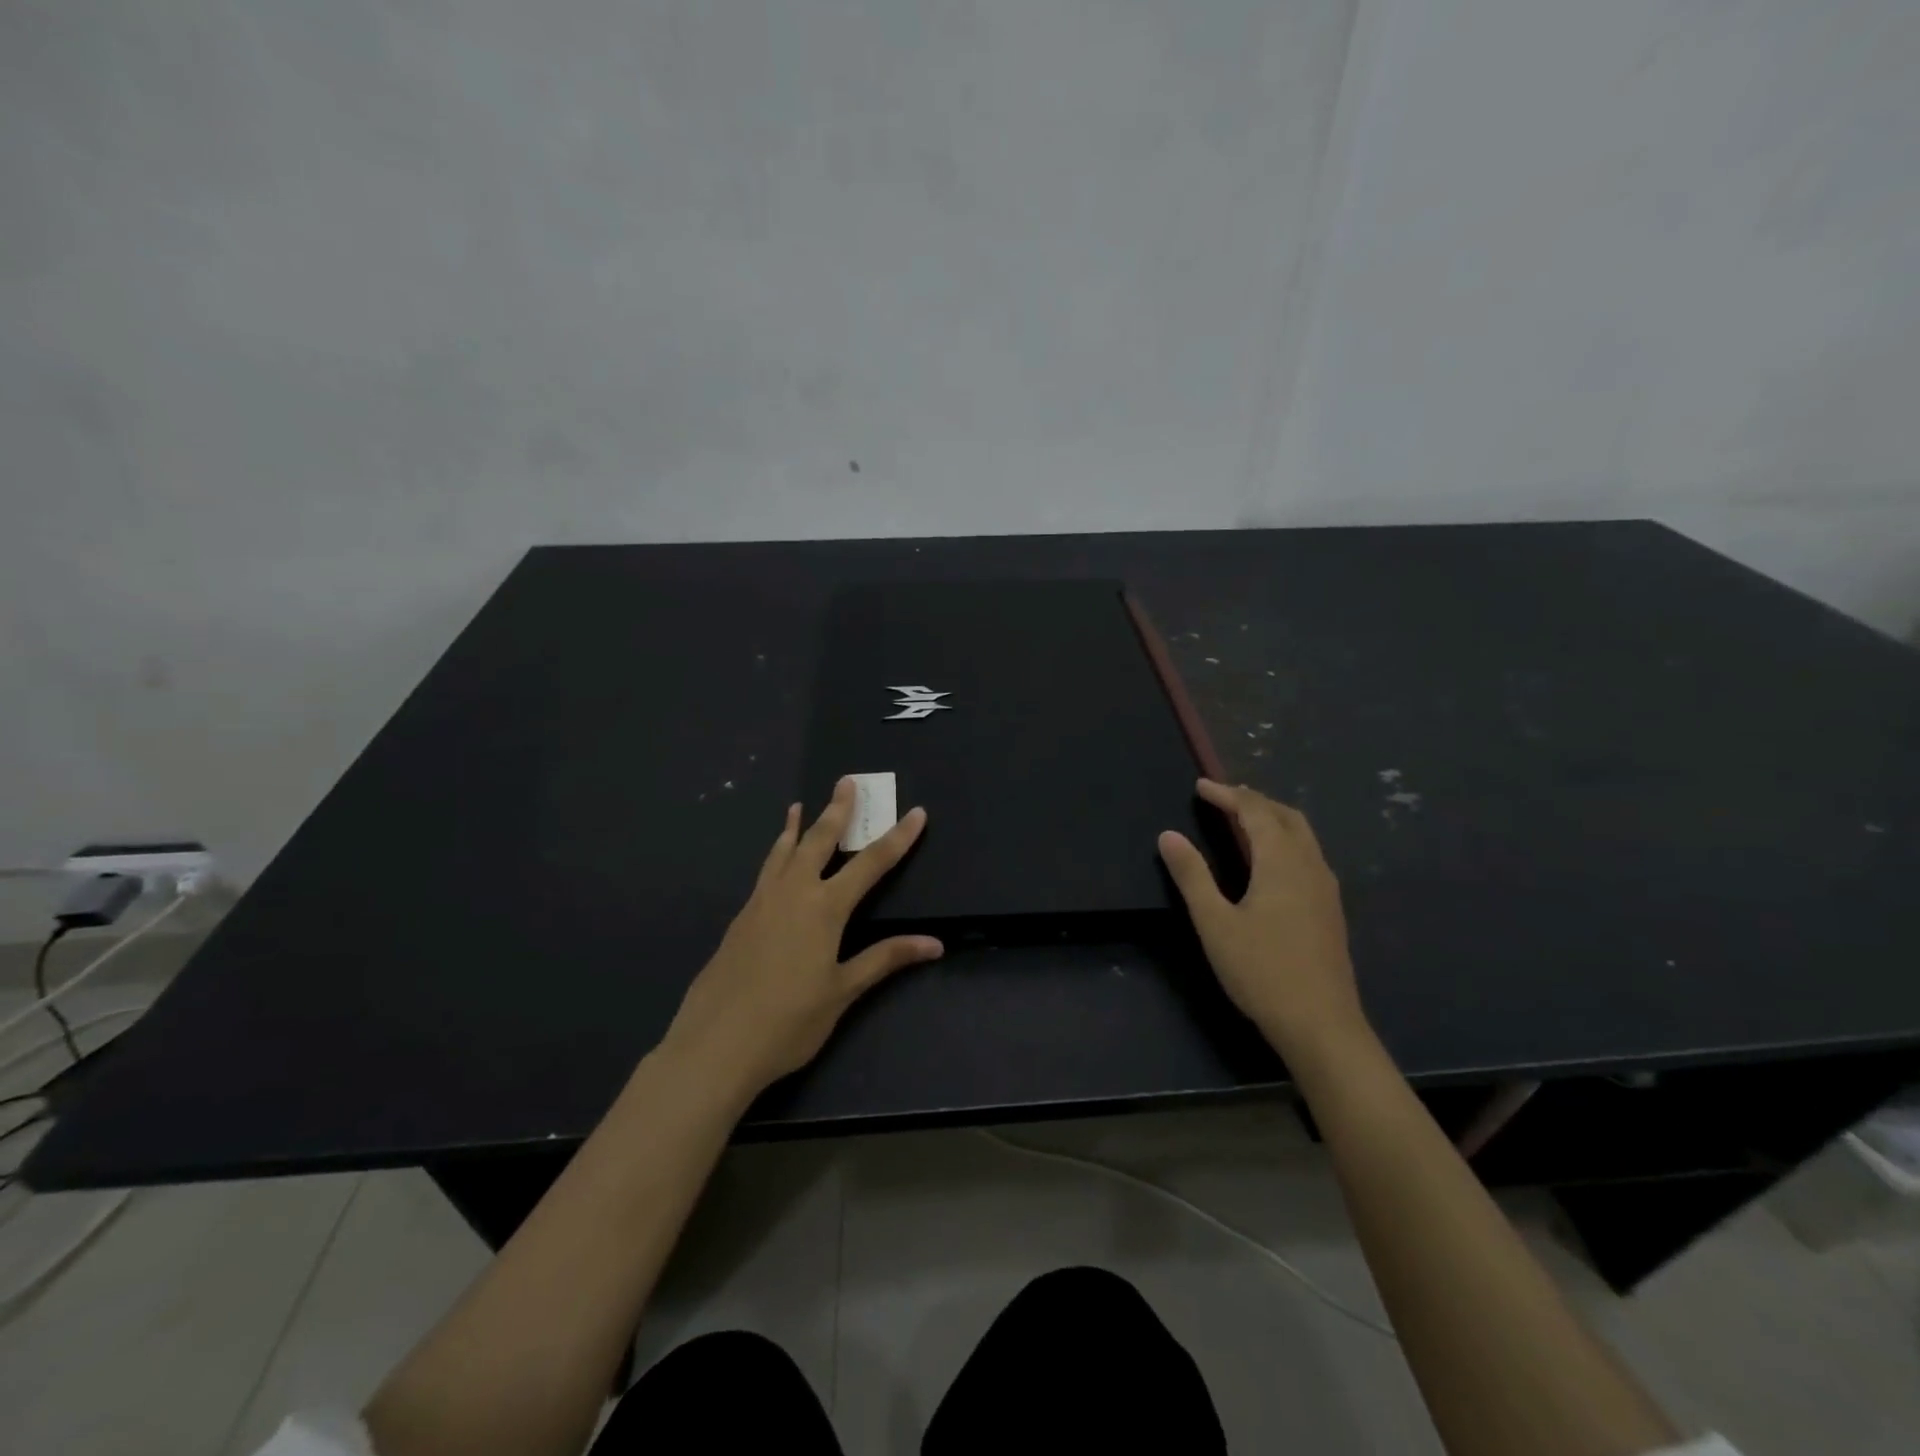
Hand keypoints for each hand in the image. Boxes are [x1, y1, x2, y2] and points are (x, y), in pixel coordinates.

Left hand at [661, 778, 942, 1097]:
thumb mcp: (843, 991)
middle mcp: (793, 893)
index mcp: (824, 908)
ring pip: (783, 851)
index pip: (871, 864)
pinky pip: (764, 872)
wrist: (715, 1045)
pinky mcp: (740, 918)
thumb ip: (885, 959)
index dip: (898, 838)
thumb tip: (934, 944)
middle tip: (846, 782)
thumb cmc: (789, 1021)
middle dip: (838, 811)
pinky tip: (775, 861)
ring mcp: (761, 903)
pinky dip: (774, 854)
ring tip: (799, 805)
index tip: (916, 813)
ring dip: (797, 826)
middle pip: (819, 841)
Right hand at [1158, 779, 1366, 1055]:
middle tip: (1223, 798)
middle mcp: (1310, 866)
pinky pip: (1308, 855)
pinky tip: (1271, 862)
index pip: (1255, 811)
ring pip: (1303, 836)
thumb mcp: (1215, 923)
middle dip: (1254, 800)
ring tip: (1244, 821)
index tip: (1201, 786)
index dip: (1227, 794)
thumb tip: (1168, 835)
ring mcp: (1326, 889)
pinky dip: (1285, 840)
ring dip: (1273, 819)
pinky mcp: (1330, 910)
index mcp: (1282, 862)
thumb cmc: (1262, 971)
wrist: (1322, 1026)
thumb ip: (1192, 875)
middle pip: (1286, 816)